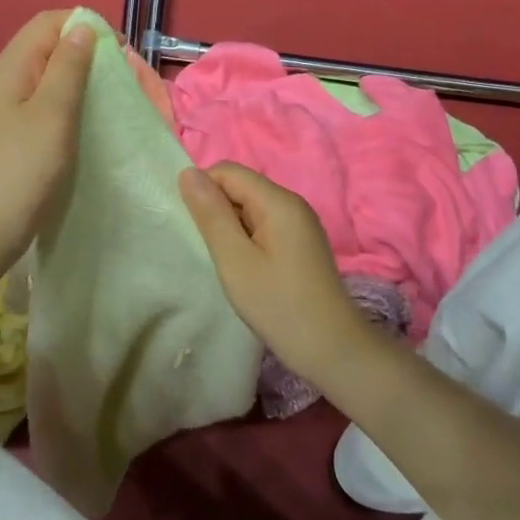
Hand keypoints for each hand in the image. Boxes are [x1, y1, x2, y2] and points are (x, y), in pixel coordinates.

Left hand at [0, 10, 95, 270]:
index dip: (84, 26)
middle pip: (48, 47)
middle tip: (120, 76)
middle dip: (86, 52)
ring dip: (81, 79)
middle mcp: (7, 80)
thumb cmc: (22, 168)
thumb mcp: (52, 112)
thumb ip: (68, 67)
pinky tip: (88, 121)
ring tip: (110, 97)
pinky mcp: (15, 134)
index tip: (119, 51)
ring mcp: (8, 109)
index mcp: (11, 67)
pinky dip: (70, 103)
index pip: (48, 22)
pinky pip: (46, 103)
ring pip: (49, 76)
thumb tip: (83, 28)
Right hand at [179, 162, 366, 379]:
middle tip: (207, 249)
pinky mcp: (301, 244)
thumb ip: (211, 214)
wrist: (331, 349)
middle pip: (241, 187)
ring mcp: (300, 224)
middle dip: (216, 210)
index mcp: (278, 201)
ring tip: (224, 262)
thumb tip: (188, 173)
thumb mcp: (234, 259)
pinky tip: (244, 269)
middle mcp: (292, 204)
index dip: (203, 191)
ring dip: (230, 228)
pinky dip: (246, 240)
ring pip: (251, 208)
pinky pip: (264, 226)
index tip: (193, 228)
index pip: (228, 171)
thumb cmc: (278, 304)